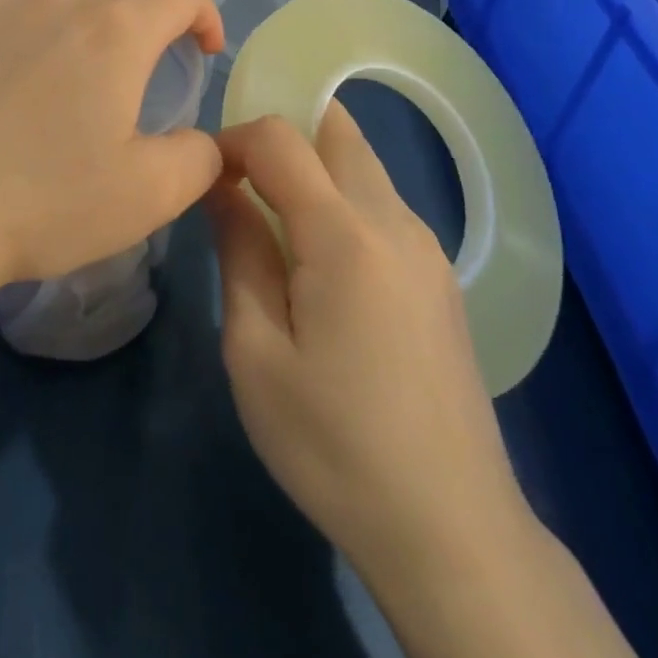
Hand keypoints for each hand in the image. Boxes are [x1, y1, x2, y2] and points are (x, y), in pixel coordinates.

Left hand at [0, 0, 224, 292]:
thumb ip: (200, 159)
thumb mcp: (150, 196)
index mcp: (117, 32)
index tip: (203, 51)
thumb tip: (206, 140)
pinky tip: (15, 27)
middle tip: (160, 37)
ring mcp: (1, 3)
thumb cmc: (44, 204)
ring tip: (94, 22)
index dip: (205, 13)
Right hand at [208, 103, 531, 576]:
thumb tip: (222, 186)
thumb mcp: (256, 352)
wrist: (451, 529)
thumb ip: (238, 251)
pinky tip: (320, 261)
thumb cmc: (335, 445)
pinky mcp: (439, 274)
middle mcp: (394, 220)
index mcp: (346, 234)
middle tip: (242, 181)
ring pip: (363, 163)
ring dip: (313, 164)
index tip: (206, 176)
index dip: (235, 139)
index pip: (281, 137)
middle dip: (283, 131)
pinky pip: (382, 202)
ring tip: (273, 220)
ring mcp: (426, 245)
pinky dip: (341, 196)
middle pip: (336, 128)